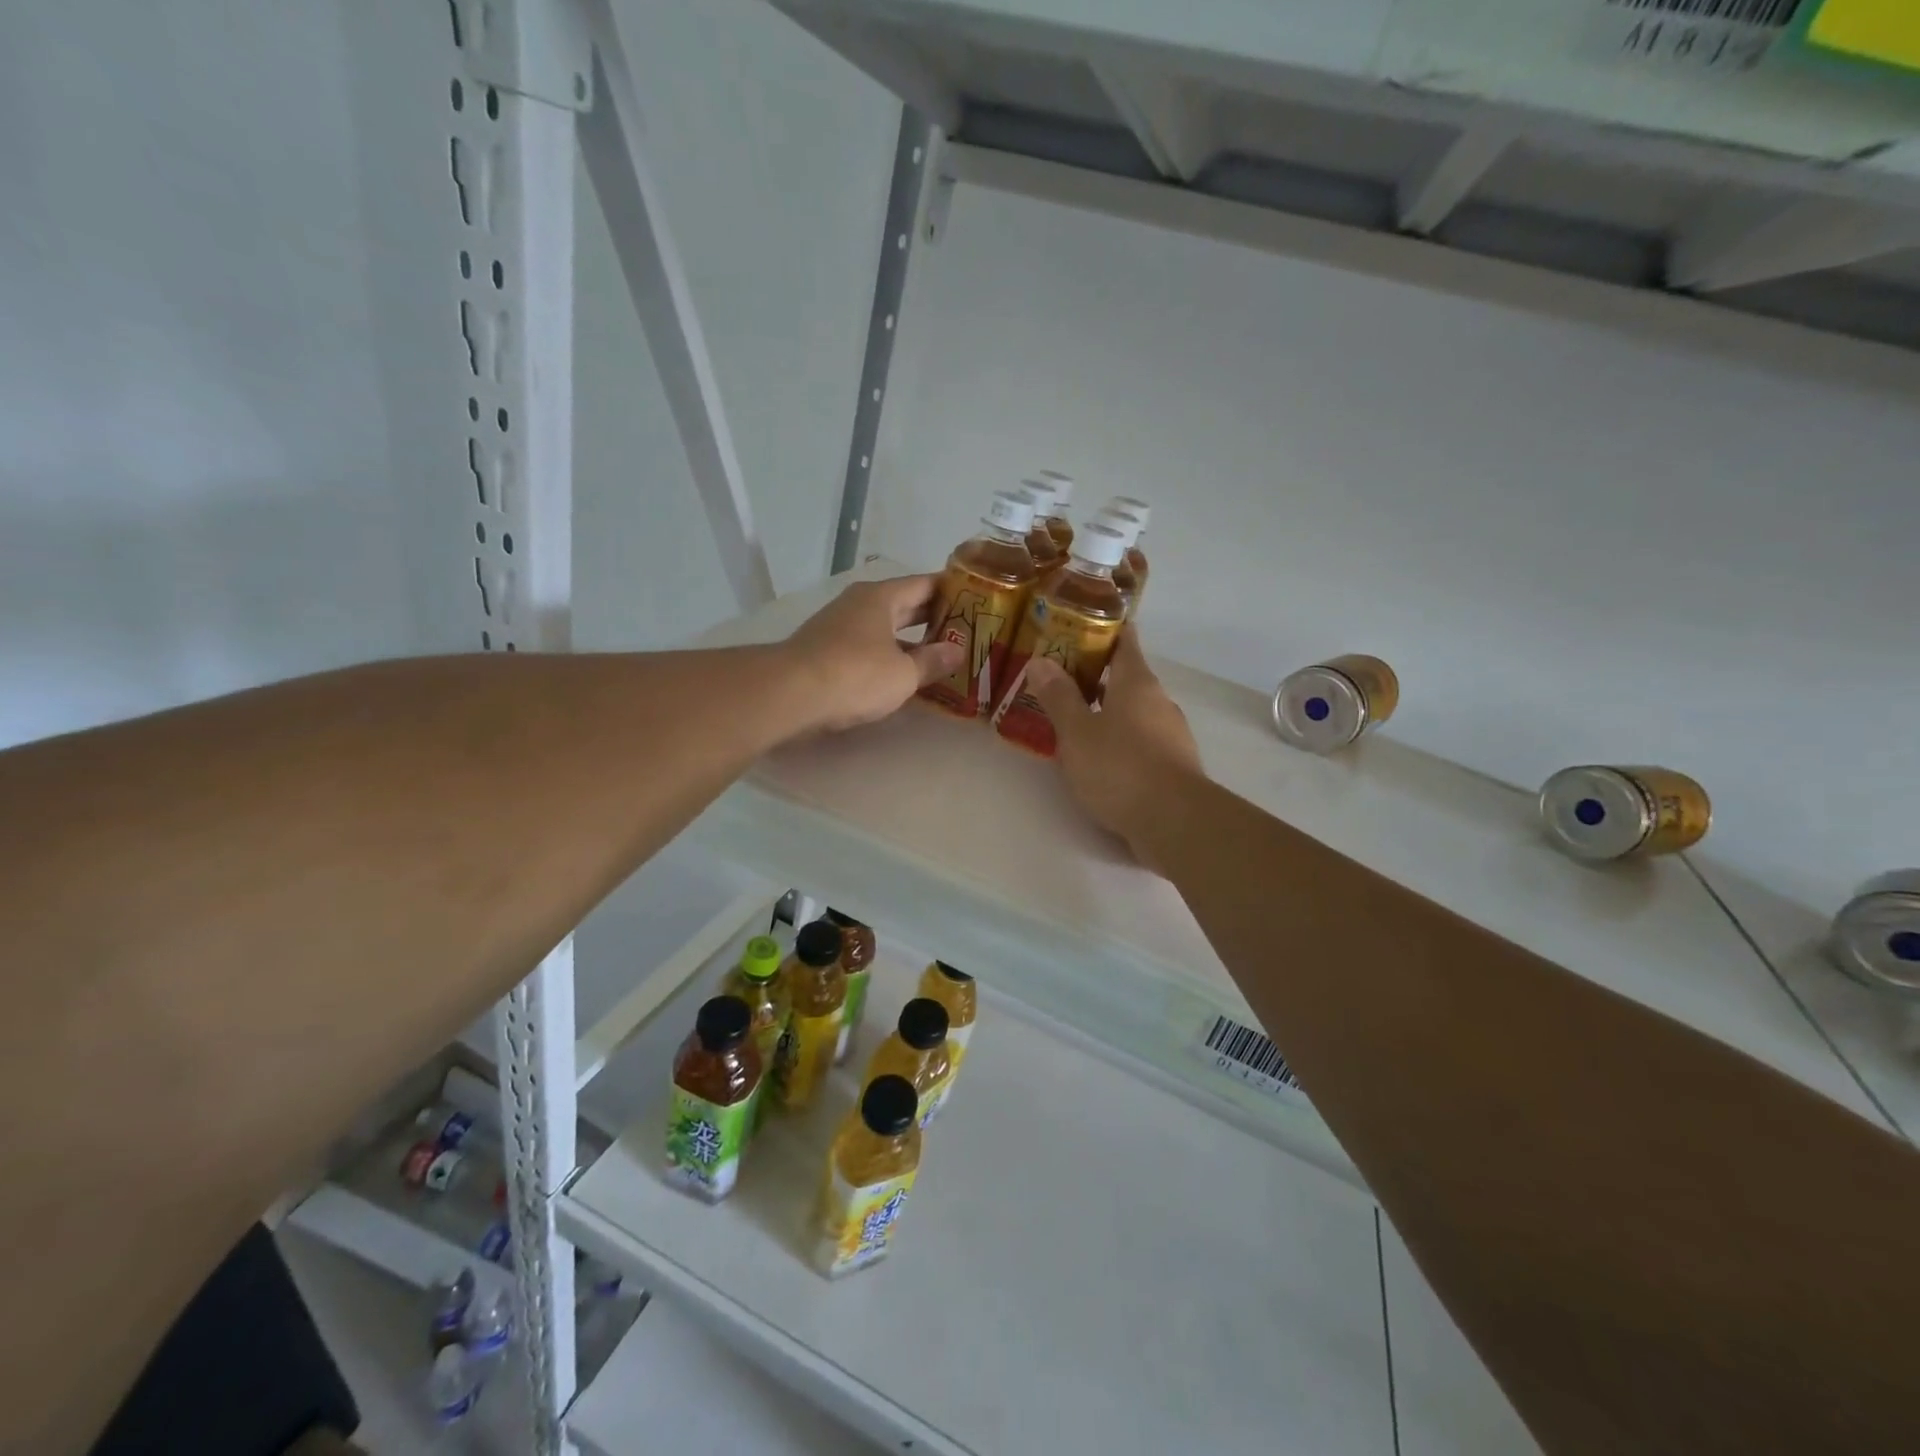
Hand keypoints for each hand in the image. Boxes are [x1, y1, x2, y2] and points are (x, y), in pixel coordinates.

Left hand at [780, 574, 964, 734]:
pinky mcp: (825, 650)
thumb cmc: (855, 674)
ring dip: (910, 641)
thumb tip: (957, 650)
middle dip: (932, 618)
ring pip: (884, 628)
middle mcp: (859, 604)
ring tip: (939, 656)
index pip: (924, 584)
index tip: (975, 599)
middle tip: (964, 630)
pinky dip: (888, 656)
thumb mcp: (903, 673)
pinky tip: (902, 675)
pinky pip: (867, 647)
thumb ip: (933, 661)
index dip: (951, 591)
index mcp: (882, 597)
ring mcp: (839, 626)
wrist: (790, 694)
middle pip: (904, 605)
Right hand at [1024, 627, 1202, 866]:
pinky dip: (1117, 739)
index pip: (1124, 640)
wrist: (1175, 822)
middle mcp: (1158, 702)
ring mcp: (1169, 734)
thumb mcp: (1077, 732)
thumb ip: (1059, 697)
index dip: (1102, 629)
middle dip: (1093, 675)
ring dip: (1104, 710)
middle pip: (1125, 677)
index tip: (1076, 626)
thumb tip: (1041, 661)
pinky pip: (1139, 740)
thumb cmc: (1120, 767)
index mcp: (1136, 683)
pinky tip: (1095, 757)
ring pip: (1132, 711)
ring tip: (1069, 719)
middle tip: (1057, 677)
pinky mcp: (1171, 765)